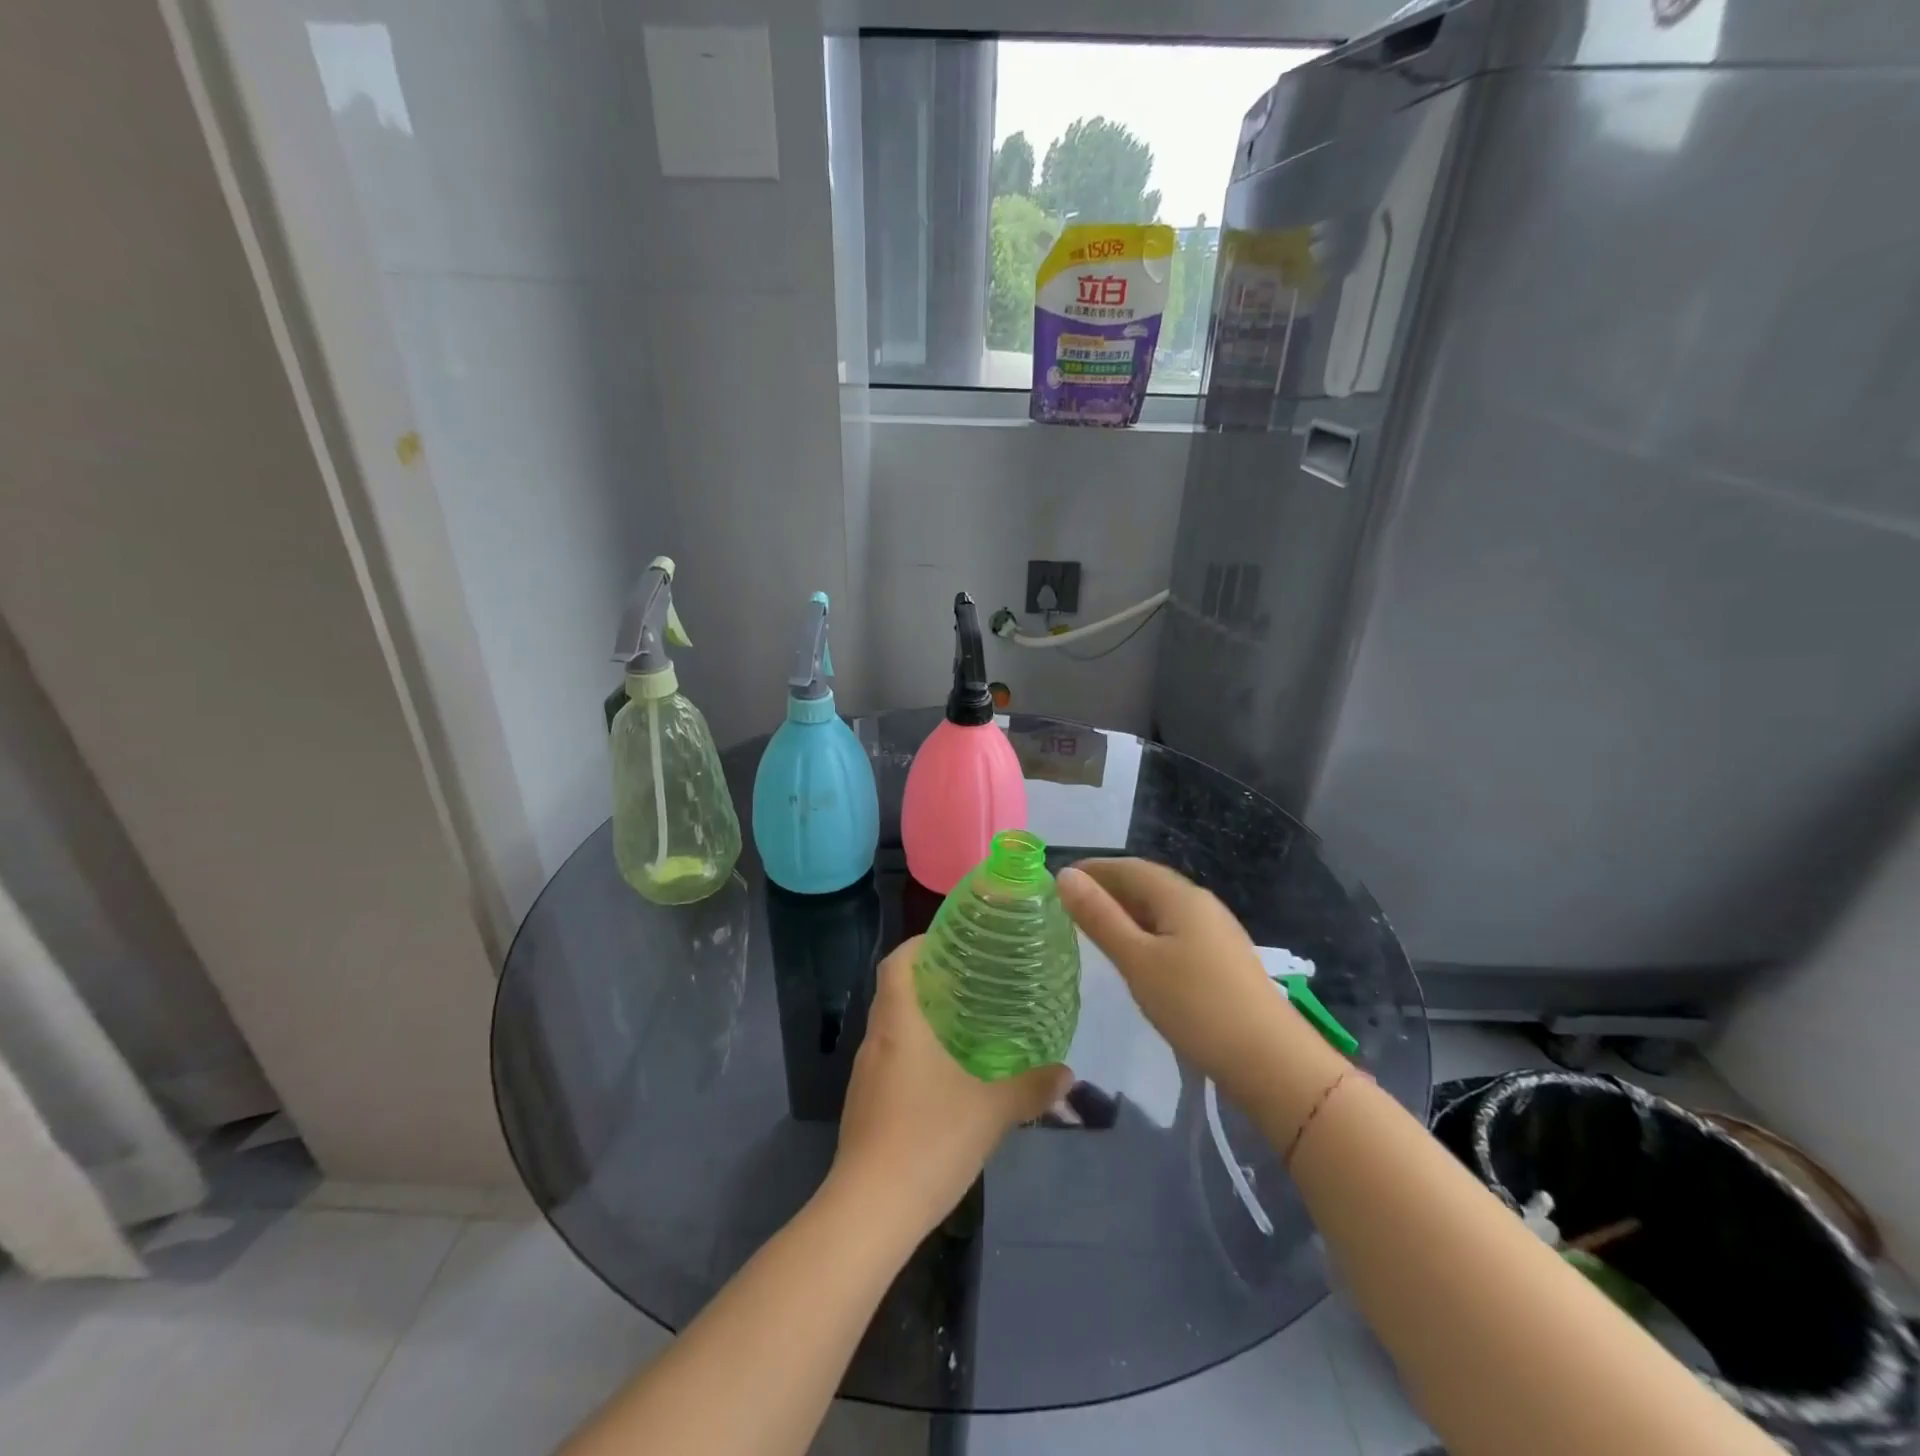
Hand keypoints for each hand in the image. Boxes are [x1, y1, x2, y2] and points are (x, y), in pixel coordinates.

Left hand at [828, 937, 1070, 1241]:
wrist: (870, 1211)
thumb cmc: (929, 1140)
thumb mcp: (991, 1111)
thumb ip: (1030, 1088)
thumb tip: (1068, 1073)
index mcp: (898, 1024)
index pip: (897, 962)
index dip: (919, 945)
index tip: (952, 943)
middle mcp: (875, 1041)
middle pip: (895, 992)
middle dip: (929, 981)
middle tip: (972, 981)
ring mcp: (865, 1075)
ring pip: (892, 1029)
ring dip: (922, 1020)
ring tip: (964, 1024)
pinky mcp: (864, 1105)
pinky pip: (889, 1061)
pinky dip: (914, 1053)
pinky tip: (945, 1077)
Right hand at [1058, 859, 1332, 1105]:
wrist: (1272, 1063)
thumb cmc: (1196, 1005)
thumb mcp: (1137, 960)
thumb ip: (1100, 917)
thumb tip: (1065, 875)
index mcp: (1179, 896)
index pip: (1129, 867)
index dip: (1094, 869)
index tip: (1058, 880)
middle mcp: (1200, 904)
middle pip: (1147, 885)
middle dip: (1108, 889)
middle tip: (1069, 906)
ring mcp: (1216, 933)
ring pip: (1161, 911)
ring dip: (1126, 912)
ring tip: (1094, 929)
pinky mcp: (1222, 961)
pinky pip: (1174, 932)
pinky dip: (1146, 933)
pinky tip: (1136, 957)